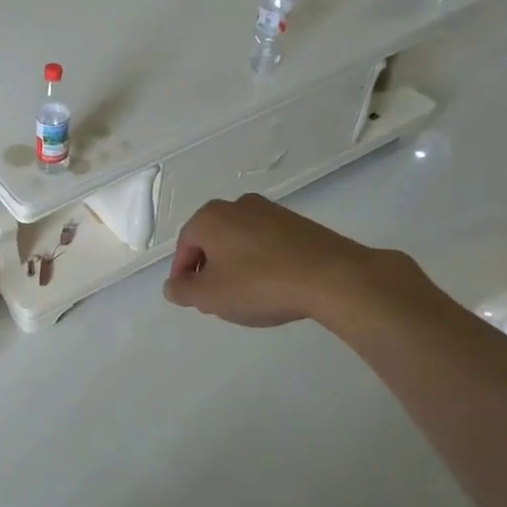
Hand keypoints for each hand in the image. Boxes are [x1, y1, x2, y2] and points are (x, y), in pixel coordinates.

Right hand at [163, 194, 414, 330]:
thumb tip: (174, 285)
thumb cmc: (259, 284)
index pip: (184, 247)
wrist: (333, 277)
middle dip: (209, 270)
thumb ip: (182, 291)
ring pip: (239, 242)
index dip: (183, 276)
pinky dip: (261, 262)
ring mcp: (271, 211)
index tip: (192, 300)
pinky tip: (272, 286)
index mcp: (210, 217)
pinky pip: (266, 243)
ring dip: (235, 267)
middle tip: (216, 301)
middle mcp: (237, 205)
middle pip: (211, 241)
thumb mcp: (209, 296)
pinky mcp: (298, 223)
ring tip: (246, 297)